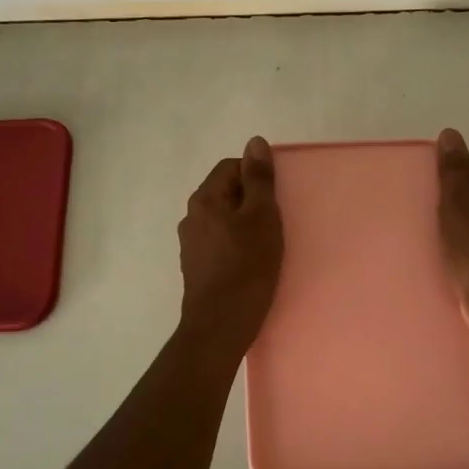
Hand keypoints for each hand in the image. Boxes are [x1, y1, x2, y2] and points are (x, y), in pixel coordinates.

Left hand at [177, 136, 283, 355]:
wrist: (220, 326)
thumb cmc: (246, 267)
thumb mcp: (262, 217)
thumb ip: (259, 179)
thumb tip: (255, 142)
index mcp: (205, 199)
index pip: (231, 167)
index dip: (256, 175)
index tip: (277, 196)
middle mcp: (191, 216)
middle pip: (225, 192)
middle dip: (252, 200)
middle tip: (277, 219)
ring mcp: (191, 244)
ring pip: (223, 219)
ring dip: (244, 223)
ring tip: (267, 242)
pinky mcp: (196, 267)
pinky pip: (220, 242)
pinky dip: (236, 244)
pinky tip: (252, 262)